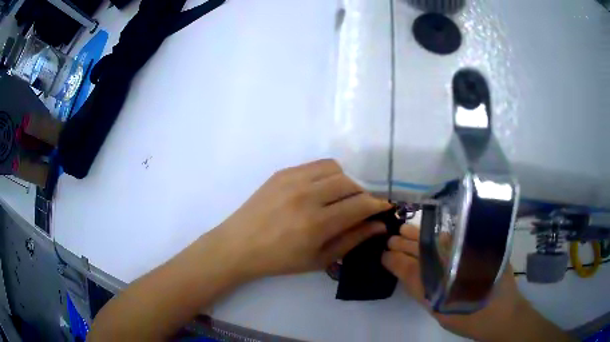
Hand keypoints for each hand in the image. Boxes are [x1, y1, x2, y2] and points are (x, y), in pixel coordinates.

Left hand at [213, 159, 391, 278]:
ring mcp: (293, 179)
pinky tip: (322, 189)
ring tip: (341, 198)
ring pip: (336, 169)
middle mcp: (307, 195)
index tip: (384, 208)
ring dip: (346, 182)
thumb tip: (378, 225)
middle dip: (363, 195)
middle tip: (360, 208)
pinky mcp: (282, 172)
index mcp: (316, 223)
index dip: (377, 205)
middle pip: (351, 183)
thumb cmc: (280, 260)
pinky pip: (316, 165)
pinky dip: (328, 174)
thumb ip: (352, 240)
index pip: (360, 204)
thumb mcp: (319, 259)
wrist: (239, 245)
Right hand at [382, 225, 558, 341]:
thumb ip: (425, 292)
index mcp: (440, 286)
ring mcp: (468, 255)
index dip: (395, 260)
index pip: (412, 268)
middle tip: (391, 238)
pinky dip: (440, 237)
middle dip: (405, 244)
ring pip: (438, 242)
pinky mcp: (481, 250)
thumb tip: (408, 271)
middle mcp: (453, 266)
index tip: (383, 254)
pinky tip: (432, 234)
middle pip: (424, 250)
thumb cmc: (472, 319)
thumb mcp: (443, 312)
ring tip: (404, 230)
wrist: (503, 315)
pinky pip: (454, 241)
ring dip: (419, 236)